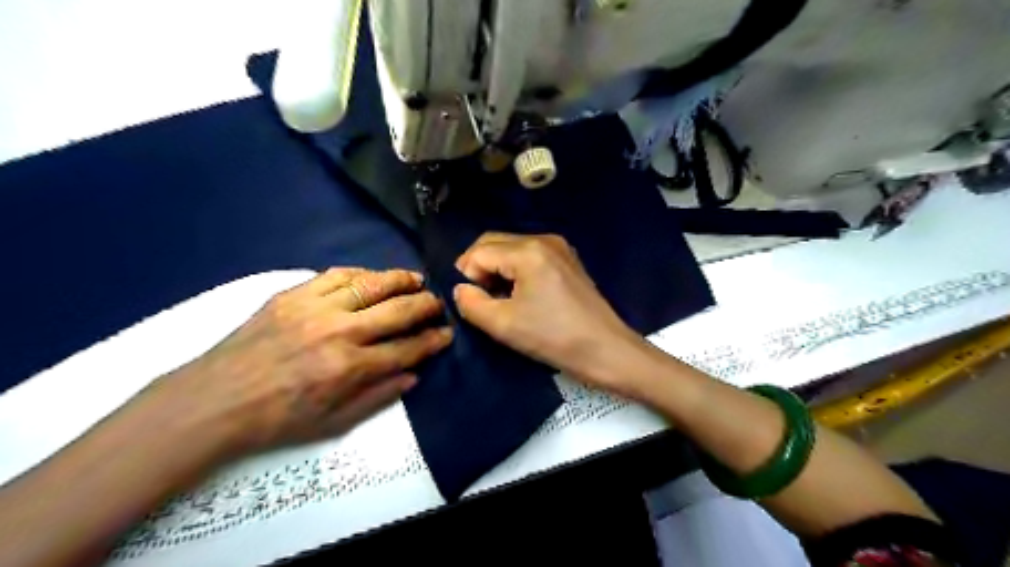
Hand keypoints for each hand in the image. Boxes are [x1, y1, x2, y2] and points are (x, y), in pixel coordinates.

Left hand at [162, 266, 454, 455]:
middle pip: (396, 310)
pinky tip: (374, 276)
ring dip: (400, 280)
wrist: (213, 402)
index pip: (406, 348)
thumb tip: (413, 374)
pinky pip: (336, 275)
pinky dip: (362, 273)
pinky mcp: (292, 295)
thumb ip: (378, 397)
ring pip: (370, 284)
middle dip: (426, 306)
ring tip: (416, 279)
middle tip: (438, 304)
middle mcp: (338, 332)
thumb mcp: (333, 423)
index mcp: (348, 368)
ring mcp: (314, 308)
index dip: (432, 341)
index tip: (446, 334)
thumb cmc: (276, 420)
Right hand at [452, 232, 642, 396]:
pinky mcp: (567, 260)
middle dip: (479, 268)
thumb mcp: (504, 325)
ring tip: (498, 300)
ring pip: (511, 248)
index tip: (469, 302)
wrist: (606, 350)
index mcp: (528, 251)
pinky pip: (529, 256)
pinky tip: (519, 295)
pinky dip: (516, 270)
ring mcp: (559, 247)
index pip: (479, 251)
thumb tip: (461, 289)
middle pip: (494, 243)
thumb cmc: (554, 338)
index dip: (466, 275)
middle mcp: (544, 239)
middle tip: (478, 299)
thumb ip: (471, 303)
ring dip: (497, 269)